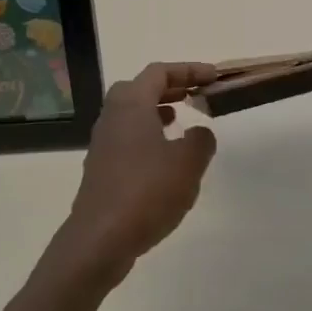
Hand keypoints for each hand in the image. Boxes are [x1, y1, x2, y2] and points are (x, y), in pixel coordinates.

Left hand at [59, 62, 218, 281]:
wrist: (99, 240)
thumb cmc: (146, 192)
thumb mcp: (188, 163)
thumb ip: (200, 140)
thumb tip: (199, 132)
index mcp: (131, 103)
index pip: (160, 72)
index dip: (189, 70)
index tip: (213, 78)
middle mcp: (112, 115)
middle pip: (141, 88)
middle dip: (170, 87)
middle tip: (195, 94)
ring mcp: (103, 142)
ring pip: (132, 113)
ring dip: (158, 111)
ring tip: (181, 122)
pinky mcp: (101, 167)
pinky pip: (127, 137)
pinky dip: (148, 135)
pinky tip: (164, 159)